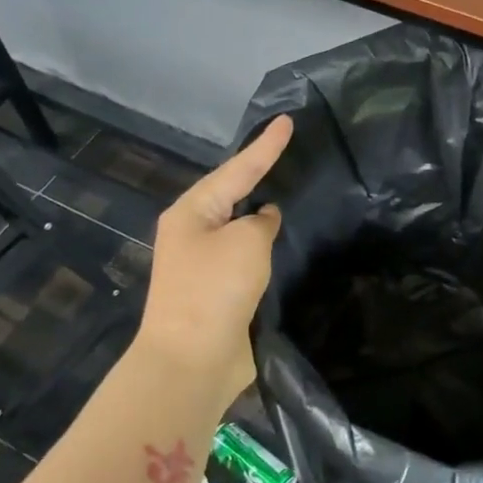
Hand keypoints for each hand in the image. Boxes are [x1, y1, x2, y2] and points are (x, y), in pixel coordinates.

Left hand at [132, 115, 291, 417]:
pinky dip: (265, 248)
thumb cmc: (214, 290)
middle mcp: (194, 233)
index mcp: (192, 212)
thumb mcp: (246, 242)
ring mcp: (204, 265)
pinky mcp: (219, 293)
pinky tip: (285, 242)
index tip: (289, 120)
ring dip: (262, 215)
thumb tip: (263, 219)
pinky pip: (247, 258)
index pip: (238, 169)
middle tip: (288, 152)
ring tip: (291, 190)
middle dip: (259, 174)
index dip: (266, 146)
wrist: (191, 361)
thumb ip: (261, 221)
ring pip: (240, 228)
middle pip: (233, 194)